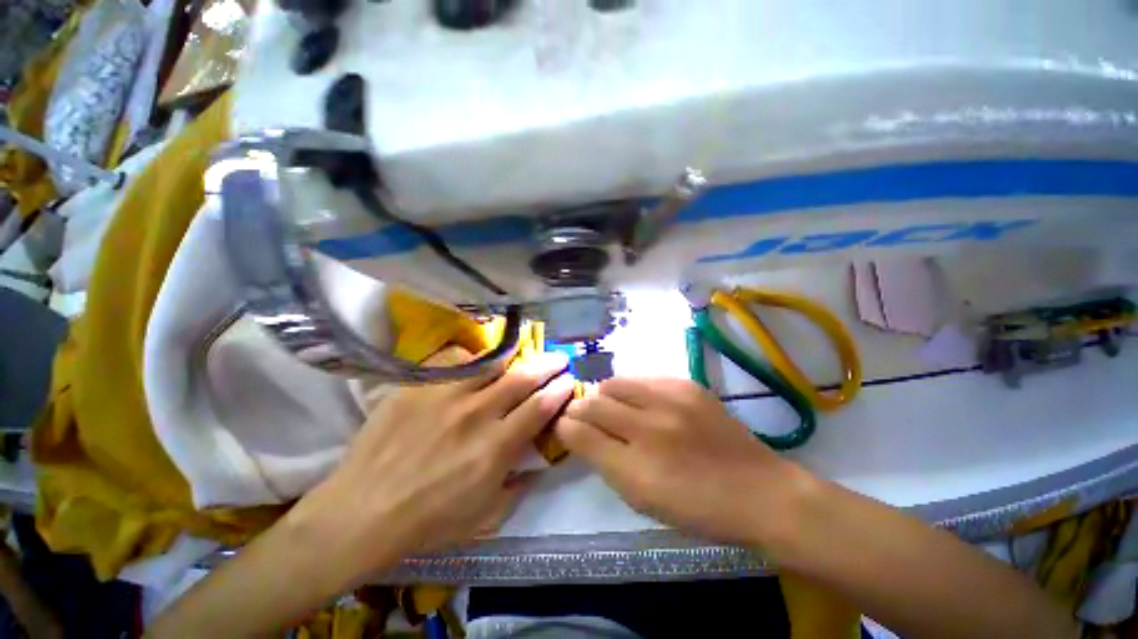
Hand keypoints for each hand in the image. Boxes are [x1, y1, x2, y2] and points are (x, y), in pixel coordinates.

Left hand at [288, 349, 574, 589]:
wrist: (361, 512)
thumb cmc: (427, 522)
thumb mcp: (484, 519)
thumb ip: (518, 488)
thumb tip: (536, 464)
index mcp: (496, 447)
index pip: (540, 407)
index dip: (560, 390)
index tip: (569, 381)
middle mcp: (477, 414)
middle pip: (523, 378)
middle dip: (548, 364)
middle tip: (560, 357)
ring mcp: (446, 395)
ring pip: (492, 362)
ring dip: (515, 354)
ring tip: (525, 349)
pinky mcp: (419, 387)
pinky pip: (454, 360)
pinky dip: (473, 355)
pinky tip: (478, 357)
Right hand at [556, 377, 807, 545]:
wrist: (758, 491)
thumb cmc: (696, 507)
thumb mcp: (641, 499)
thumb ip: (603, 462)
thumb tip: (577, 432)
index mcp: (634, 469)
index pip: (578, 432)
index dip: (565, 426)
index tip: (565, 426)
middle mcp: (649, 428)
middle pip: (593, 402)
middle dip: (580, 408)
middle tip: (585, 416)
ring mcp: (670, 400)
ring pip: (614, 383)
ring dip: (605, 395)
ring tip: (613, 407)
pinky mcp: (687, 385)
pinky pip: (643, 378)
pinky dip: (633, 390)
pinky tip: (643, 403)